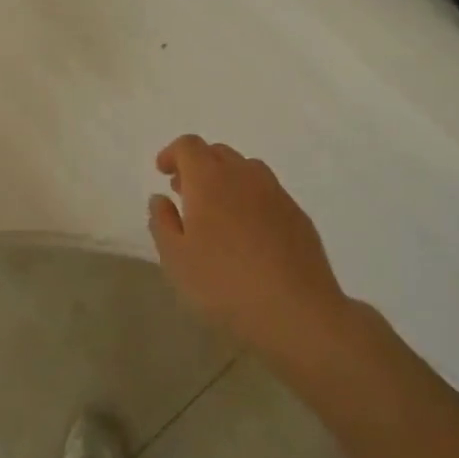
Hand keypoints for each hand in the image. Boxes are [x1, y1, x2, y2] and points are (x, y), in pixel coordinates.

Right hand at [148, 135, 349, 358]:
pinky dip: (250, 199)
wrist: (296, 312)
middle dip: (197, 166)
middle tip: (184, 193)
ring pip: (246, 170)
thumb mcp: (176, 258)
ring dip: (225, 180)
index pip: (189, 146)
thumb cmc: (224, 284)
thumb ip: (162, 222)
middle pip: (218, 153)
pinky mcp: (298, 215)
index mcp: (209, 179)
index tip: (162, 173)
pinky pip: (267, 193)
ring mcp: (276, 193)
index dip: (172, 154)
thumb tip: (160, 198)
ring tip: (216, 212)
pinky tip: (247, 233)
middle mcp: (244, 176)